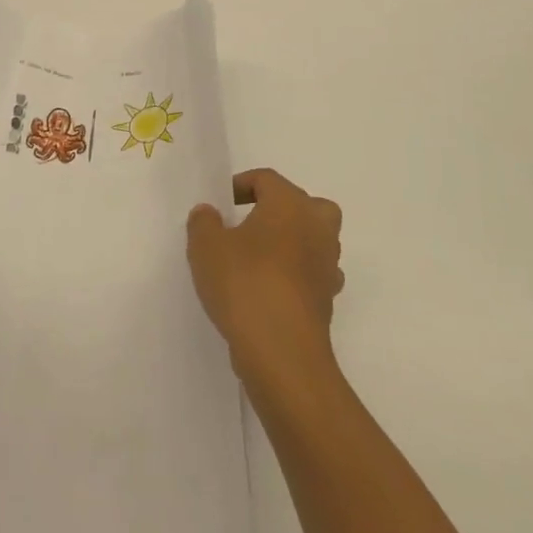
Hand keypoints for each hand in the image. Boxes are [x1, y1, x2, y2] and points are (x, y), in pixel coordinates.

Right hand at [186, 169, 343, 383]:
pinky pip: (311, 274)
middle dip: (277, 210)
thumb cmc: (245, 284)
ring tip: (256, 261)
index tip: (219, 205)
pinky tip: (269, 292)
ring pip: (312, 240)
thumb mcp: (206, 247)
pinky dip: (295, 276)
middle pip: (303, 204)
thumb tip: (209, 212)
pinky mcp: (328, 299)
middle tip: (248, 226)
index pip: (266, 179)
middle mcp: (317, 227)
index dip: (240, 185)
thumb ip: (203, 222)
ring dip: (290, 244)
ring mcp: (328, 264)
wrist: (282, 352)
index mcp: (290, 204)